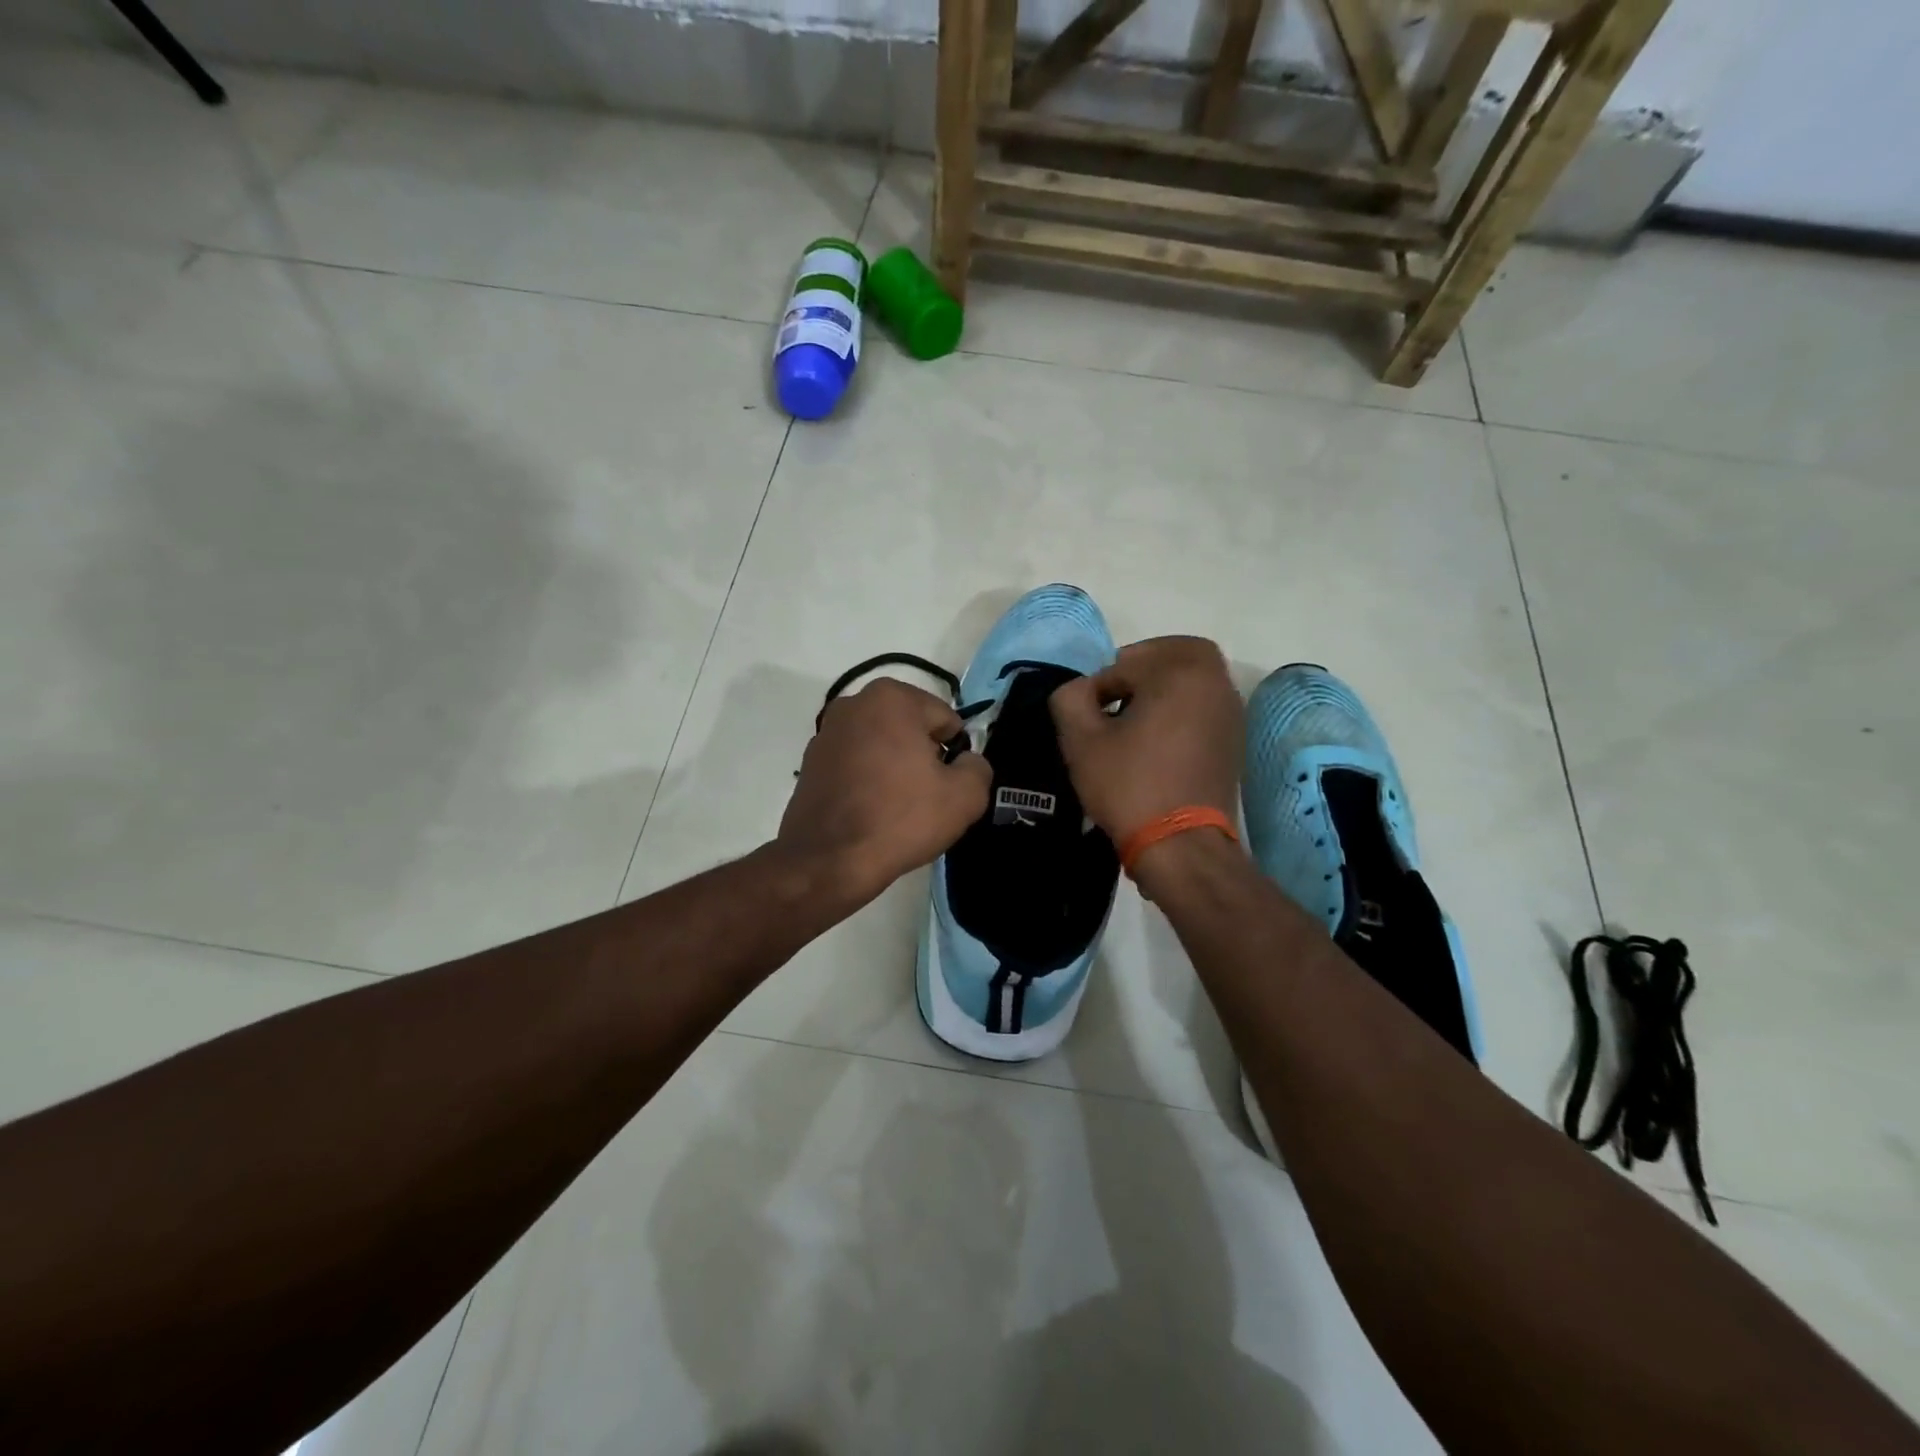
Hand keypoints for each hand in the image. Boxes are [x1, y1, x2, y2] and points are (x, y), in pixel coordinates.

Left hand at [780, 677, 991, 904]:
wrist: (829, 861)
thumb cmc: (901, 819)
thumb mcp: (965, 797)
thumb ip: (978, 767)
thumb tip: (966, 761)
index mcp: (891, 698)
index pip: (944, 720)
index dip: (955, 753)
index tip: (948, 784)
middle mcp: (854, 703)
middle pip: (910, 728)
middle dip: (923, 755)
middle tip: (925, 796)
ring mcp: (826, 732)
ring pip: (881, 744)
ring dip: (894, 765)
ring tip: (896, 806)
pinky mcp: (809, 761)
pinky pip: (855, 763)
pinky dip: (867, 778)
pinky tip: (870, 810)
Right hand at [1049, 636, 1243, 845]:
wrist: (1182, 846)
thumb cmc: (1130, 786)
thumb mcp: (1081, 741)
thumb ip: (1070, 698)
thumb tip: (1079, 690)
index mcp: (1182, 673)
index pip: (1126, 662)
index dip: (1097, 686)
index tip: (1086, 715)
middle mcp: (1216, 683)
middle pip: (1177, 653)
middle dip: (1142, 666)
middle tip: (1115, 693)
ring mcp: (1231, 713)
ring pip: (1195, 679)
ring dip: (1163, 686)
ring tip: (1132, 719)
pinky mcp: (1234, 741)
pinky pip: (1205, 706)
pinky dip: (1182, 708)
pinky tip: (1155, 741)